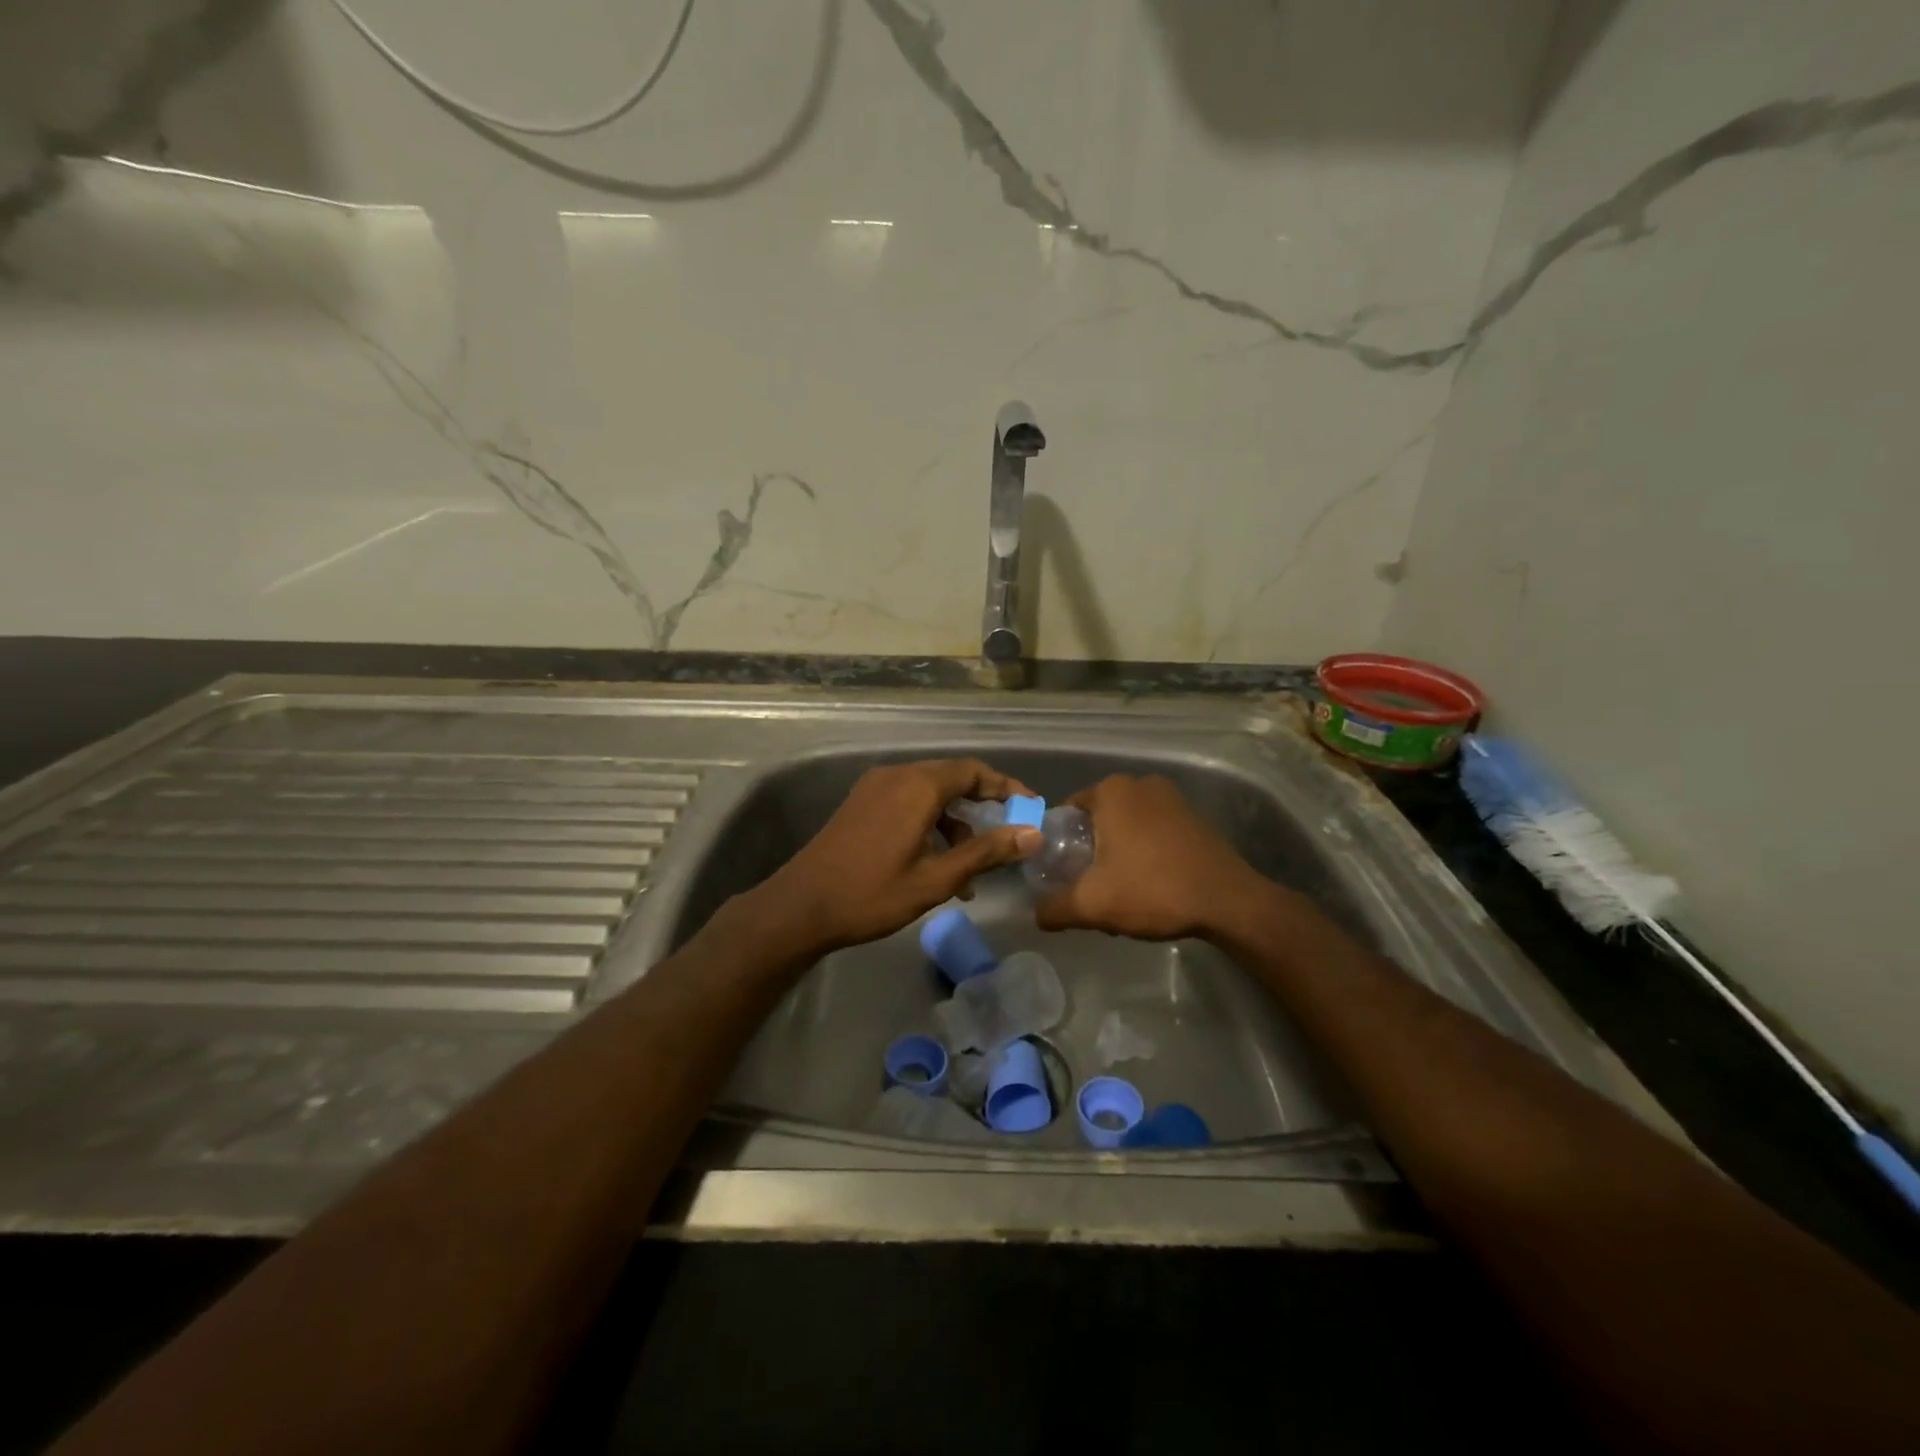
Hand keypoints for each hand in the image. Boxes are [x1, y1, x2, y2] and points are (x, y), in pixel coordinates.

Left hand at [754, 759, 1041, 953]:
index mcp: (918, 786)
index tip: (1030, 808)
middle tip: (1007, 834)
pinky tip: (936, 862)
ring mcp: (875, 788)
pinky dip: (930, 823)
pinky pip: (908, 801)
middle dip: (983, 804)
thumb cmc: (872, 894)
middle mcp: (897, 775)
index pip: (974, 771)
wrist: (800, 907)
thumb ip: (985, 852)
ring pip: (929, 792)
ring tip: (971, 867)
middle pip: (952, 778)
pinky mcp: (861, 803)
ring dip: (955, 821)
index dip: (1006, 787)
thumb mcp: (936, 878)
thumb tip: (1032, 834)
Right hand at [1035, 774, 1266, 940]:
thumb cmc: (1152, 890)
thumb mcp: (1092, 905)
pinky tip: (1149, 882)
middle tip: (1089, 886)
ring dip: (1117, 853)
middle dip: (1090, 851)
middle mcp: (1139, 783)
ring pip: (1126, 825)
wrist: (1228, 902)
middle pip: (1097, 819)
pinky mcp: (1192, 816)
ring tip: (1120, 889)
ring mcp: (1171, 797)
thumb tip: (1036, 915)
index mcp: (1110, 791)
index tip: (1064, 875)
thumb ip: (1054, 908)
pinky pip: (1153, 830)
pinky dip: (1144, 851)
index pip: (1067, 812)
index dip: (1059, 845)